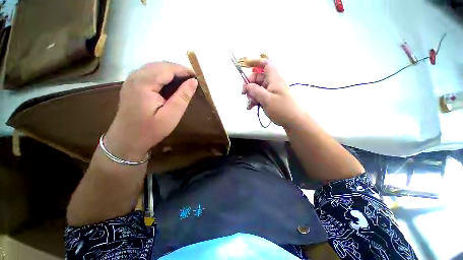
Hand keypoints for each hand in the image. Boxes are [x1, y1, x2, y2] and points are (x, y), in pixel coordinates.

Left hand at [104, 62, 197, 160]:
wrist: (127, 140)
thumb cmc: (150, 130)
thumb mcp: (171, 115)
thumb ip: (183, 96)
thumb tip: (194, 81)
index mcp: (144, 83)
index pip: (167, 68)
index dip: (184, 70)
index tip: (197, 77)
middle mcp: (135, 76)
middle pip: (161, 65)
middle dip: (178, 70)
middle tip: (192, 81)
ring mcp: (131, 79)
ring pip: (155, 67)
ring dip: (171, 72)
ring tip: (184, 82)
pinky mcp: (132, 84)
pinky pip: (150, 73)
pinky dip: (163, 76)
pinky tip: (170, 85)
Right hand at [241, 58, 302, 127]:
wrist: (293, 121)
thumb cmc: (281, 108)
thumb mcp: (267, 99)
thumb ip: (255, 91)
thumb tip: (247, 85)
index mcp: (274, 79)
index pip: (265, 64)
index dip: (256, 62)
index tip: (245, 66)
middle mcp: (272, 83)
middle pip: (258, 77)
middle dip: (249, 84)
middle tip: (244, 93)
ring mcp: (271, 91)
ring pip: (257, 88)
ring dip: (251, 95)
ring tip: (249, 104)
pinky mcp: (270, 99)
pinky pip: (260, 96)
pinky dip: (254, 100)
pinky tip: (250, 107)